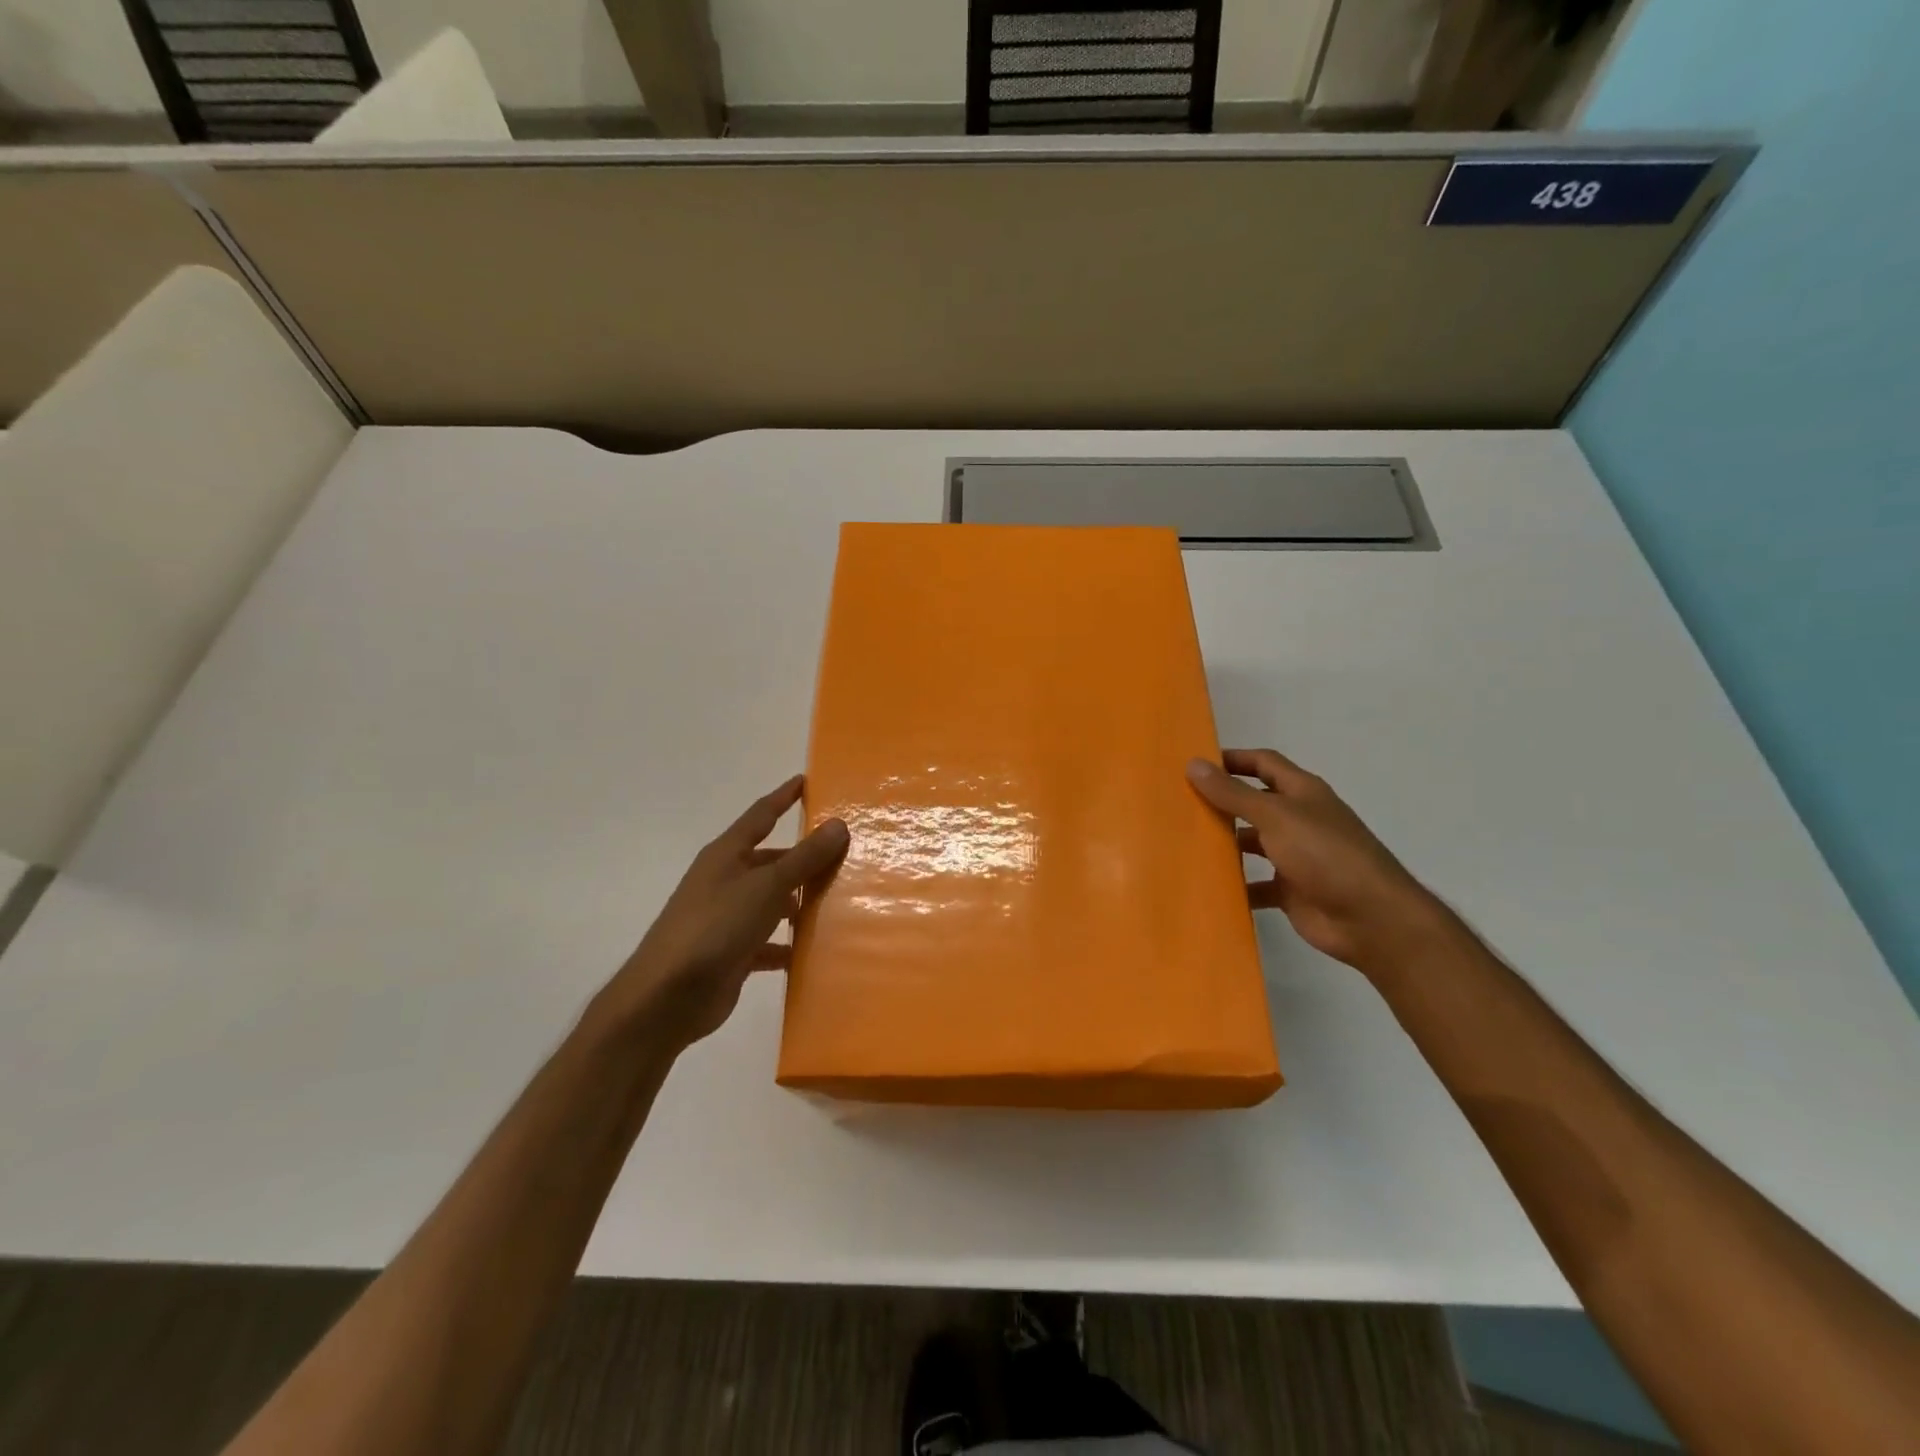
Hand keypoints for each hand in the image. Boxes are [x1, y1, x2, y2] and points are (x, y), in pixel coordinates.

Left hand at [603, 775, 848, 1049]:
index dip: (784, 797)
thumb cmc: (716, 927)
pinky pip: (767, 942)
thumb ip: (804, 857)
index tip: (807, 780)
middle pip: (770, 860)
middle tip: (842, 854)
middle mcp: (725, 880)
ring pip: (771, 901)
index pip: (761, 815)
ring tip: (837, 902)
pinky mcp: (731, 953)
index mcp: (726, 855)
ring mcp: (726, 918)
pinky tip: (812, 951)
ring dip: (798, 902)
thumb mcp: (766, 886)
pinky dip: (787, 945)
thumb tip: (838, 824)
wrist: (667, 996)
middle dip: (802, 857)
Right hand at [1187, 749, 1448, 975]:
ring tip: (1184, 844)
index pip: (1263, 763)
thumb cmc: (1325, 854)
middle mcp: (1299, 819)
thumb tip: (1193, 764)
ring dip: (1225, 844)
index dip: (1232, 759)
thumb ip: (1233, 793)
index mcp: (1302, 792)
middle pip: (1254, 803)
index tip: (1194, 764)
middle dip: (1221, 802)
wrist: (1371, 919)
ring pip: (1253, 843)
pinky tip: (1207, 886)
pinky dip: (1236, 885)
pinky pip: (1256, 884)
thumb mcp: (1275, 816)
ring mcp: (1296, 856)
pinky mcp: (1291, 890)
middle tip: (1178, 804)